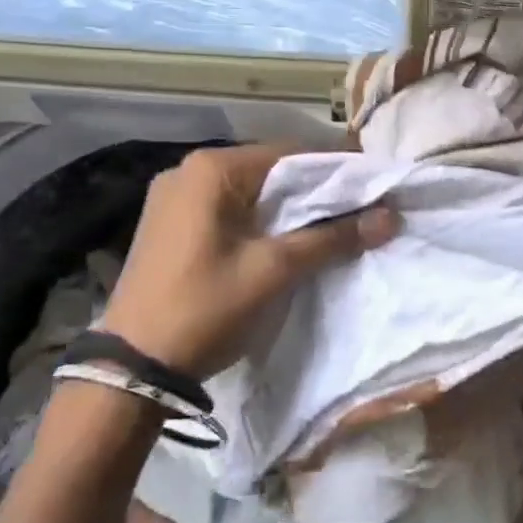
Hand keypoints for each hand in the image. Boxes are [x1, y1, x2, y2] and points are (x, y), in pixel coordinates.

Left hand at [102, 145, 397, 380]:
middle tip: (358, 208)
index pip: (290, 152)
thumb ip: (332, 238)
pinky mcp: (168, 224)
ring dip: (287, 206)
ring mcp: (173, 197)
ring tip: (329, 225)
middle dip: (313, 189)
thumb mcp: (274, 271)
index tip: (373, 185)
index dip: (336, 168)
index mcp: (211, 169)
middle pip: (268, 169)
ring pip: (248, 191)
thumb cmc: (205, 308)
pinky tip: (282, 239)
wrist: (132, 369)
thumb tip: (390, 216)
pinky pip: (226, 208)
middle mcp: (188, 170)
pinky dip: (258, 219)